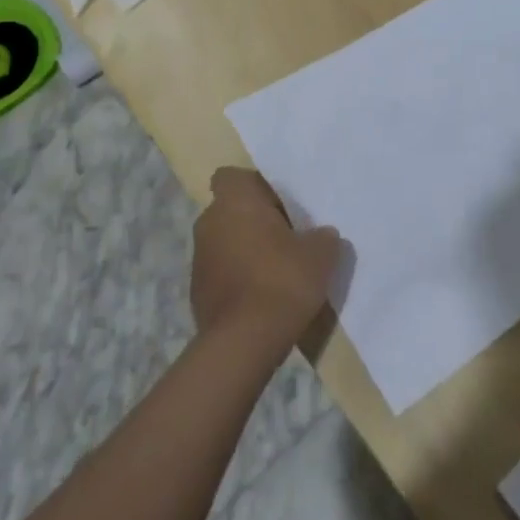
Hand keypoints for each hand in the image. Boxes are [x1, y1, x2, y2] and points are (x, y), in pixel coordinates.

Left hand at [191, 168, 341, 346]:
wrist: (244, 343)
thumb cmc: (282, 280)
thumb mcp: (321, 254)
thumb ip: (322, 236)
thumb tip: (321, 235)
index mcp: (235, 201)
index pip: (233, 176)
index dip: (256, 187)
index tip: (281, 205)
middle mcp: (209, 222)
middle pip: (232, 210)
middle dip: (254, 221)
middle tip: (288, 237)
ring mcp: (198, 259)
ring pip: (226, 242)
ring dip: (246, 251)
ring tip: (279, 271)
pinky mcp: (196, 293)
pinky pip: (222, 273)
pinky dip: (239, 279)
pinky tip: (264, 298)